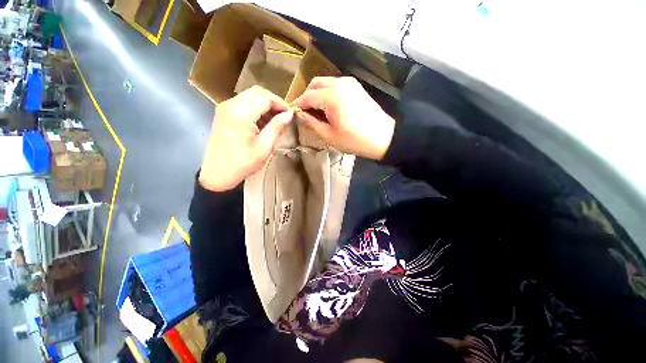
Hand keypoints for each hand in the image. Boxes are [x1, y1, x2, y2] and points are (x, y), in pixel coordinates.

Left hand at [199, 86, 293, 190]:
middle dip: (273, 102)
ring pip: (250, 96)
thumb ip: (277, 127)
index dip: (281, 104)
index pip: (265, 97)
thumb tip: (289, 114)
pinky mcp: (224, 113)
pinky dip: (256, 108)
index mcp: (240, 113)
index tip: (291, 114)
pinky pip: (243, 103)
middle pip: (257, 92)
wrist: (218, 174)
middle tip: (284, 116)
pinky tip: (262, 122)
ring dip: (265, 105)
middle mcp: (230, 104)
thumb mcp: (264, 147)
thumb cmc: (243, 163)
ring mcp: (225, 107)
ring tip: (275, 121)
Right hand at [291, 77, 394, 159]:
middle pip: (315, 84)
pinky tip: (329, 107)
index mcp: (331, 96)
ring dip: (317, 94)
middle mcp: (339, 83)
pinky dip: (328, 93)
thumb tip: (299, 115)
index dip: (298, 104)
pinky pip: (336, 85)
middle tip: (305, 111)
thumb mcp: (329, 135)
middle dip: (307, 96)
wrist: (383, 137)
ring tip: (316, 111)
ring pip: (326, 83)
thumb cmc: (354, 140)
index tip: (292, 112)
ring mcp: (350, 83)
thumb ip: (312, 123)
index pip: (308, 96)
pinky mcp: (356, 87)